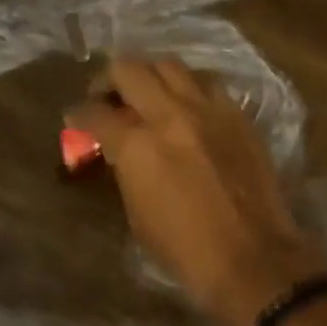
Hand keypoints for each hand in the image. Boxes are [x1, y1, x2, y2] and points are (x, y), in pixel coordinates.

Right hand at [67, 56, 326, 325]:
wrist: (251, 259)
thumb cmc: (186, 253)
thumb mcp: (139, 218)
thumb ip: (127, 175)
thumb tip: (123, 157)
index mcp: (137, 146)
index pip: (96, 114)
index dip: (79, 115)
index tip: (75, 119)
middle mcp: (171, 115)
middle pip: (131, 69)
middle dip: (110, 80)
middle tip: (108, 98)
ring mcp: (210, 110)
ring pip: (172, 66)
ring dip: (153, 76)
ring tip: (149, 96)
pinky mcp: (240, 118)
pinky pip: (208, 86)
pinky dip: (189, 90)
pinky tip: (188, 110)